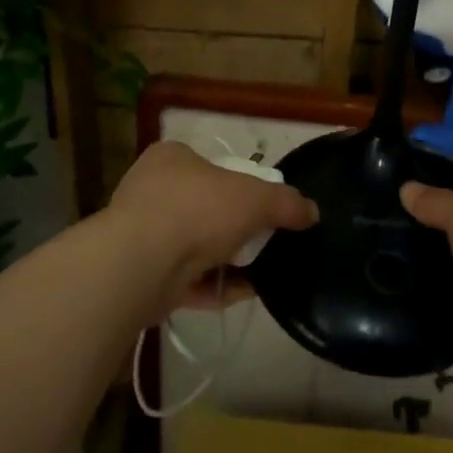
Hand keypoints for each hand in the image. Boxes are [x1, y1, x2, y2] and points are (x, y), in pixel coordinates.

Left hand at [108, 142, 317, 313]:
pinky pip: (186, 279)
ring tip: (259, 272)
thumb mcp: (255, 198)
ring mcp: (142, 234)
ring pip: (195, 246)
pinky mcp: (141, 275)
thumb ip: (286, 203)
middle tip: (263, 241)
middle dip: (235, 228)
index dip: (241, 184)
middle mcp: (152, 190)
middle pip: (206, 207)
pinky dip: (213, 286)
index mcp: (172, 158)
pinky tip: (241, 294)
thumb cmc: (197, 210)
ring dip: (226, 260)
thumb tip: (311, 212)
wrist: (141, 264)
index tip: (262, 207)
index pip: (212, 166)